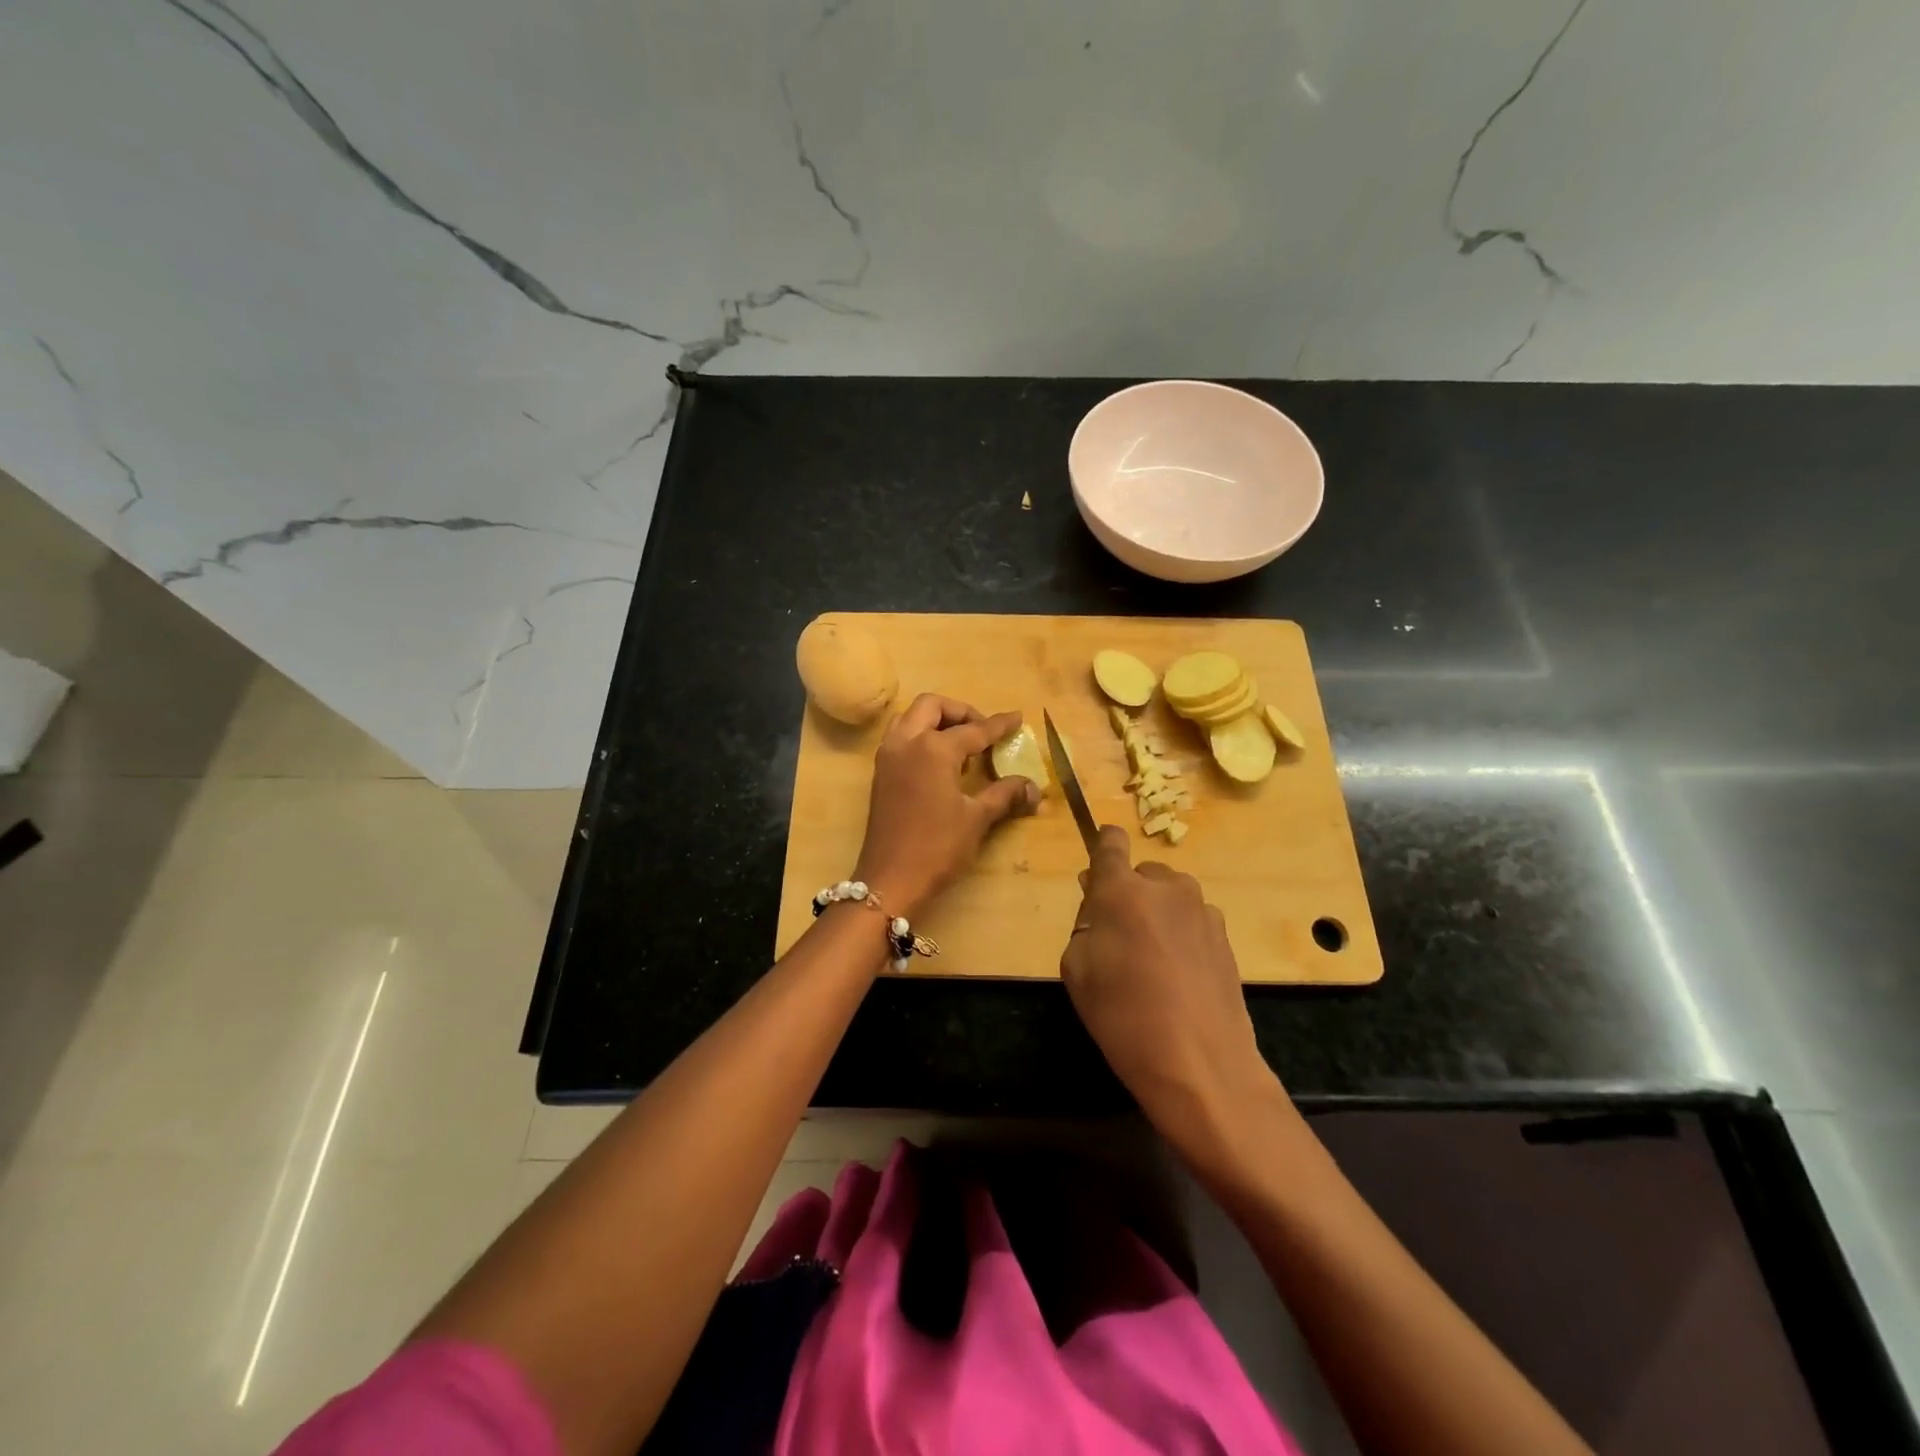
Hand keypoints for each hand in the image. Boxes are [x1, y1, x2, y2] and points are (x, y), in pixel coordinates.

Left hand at [853, 694, 1039, 917]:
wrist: (890, 880)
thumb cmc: (937, 847)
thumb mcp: (977, 819)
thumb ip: (1005, 795)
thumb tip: (1034, 788)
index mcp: (933, 749)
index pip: (973, 730)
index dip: (998, 725)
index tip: (1016, 717)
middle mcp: (907, 742)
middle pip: (932, 706)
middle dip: (961, 712)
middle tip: (983, 731)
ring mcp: (888, 756)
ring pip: (911, 718)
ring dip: (936, 720)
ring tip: (961, 745)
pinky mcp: (880, 773)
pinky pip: (901, 737)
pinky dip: (921, 736)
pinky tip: (941, 762)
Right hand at [1061, 826, 1284, 1160]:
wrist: (1200, 1064)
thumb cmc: (1123, 1015)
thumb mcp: (1076, 969)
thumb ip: (1085, 924)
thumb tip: (1100, 905)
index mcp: (1123, 889)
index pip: (1110, 842)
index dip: (1102, 845)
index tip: (1097, 867)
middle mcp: (1166, 887)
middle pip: (1141, 873)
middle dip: (1128, 893)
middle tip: (1117, 936)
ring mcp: (1202, 910)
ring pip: (1169, 897)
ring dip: (1157, 914)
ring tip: (1151, 962)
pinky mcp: (1226, 936)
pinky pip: (1191, 921)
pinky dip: (1180, 935)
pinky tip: (1177, 977)